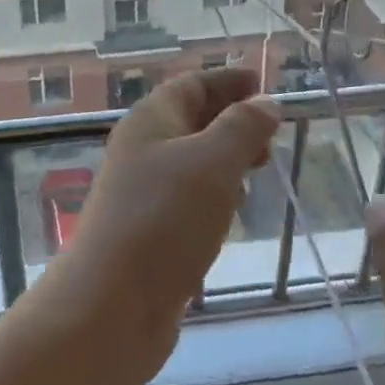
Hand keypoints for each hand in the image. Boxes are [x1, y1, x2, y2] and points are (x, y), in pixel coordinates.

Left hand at [54, 70, 279, 334]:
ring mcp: (143, 193)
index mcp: (150, 121)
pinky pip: (187, 198)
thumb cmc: (165, 219)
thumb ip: (242, 129)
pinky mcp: (150, 231)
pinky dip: (214, 193)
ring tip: (260, 164)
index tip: (262, 81)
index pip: (191, 84)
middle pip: (190, 120)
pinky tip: (232, 209)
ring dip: (224, 157)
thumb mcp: (212, 163)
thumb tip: (265, 103)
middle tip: (272, 131)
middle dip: (230, 119)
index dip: (226, 80)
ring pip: (190, 161)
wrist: (112, 304)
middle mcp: (142, 150)